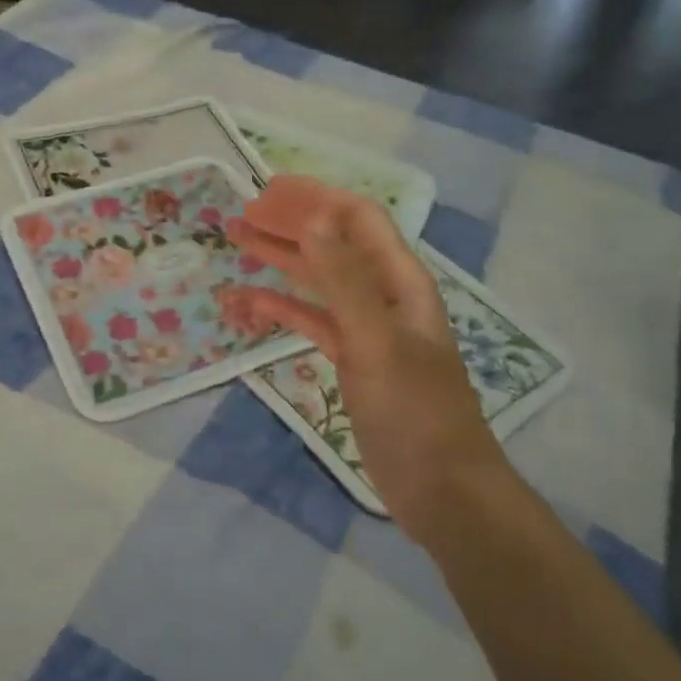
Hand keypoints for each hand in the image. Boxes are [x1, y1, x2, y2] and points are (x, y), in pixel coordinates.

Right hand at [229, 176, 501, 527]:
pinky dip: (281, 307)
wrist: (443, 489)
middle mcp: (383, 295)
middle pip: (333, 243)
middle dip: (290, 223)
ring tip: (238, 241)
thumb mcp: (376, 340)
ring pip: (318, 279)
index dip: (314, 198)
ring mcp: (367, 328)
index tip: (266, 191)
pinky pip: (311, 320)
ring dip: (280, 258)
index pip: (357, 219)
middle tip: (241, 214)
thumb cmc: (414, 411)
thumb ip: (344, 280)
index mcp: (400, 281)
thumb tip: (312, 219)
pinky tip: (249, 301)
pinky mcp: (352, 360)